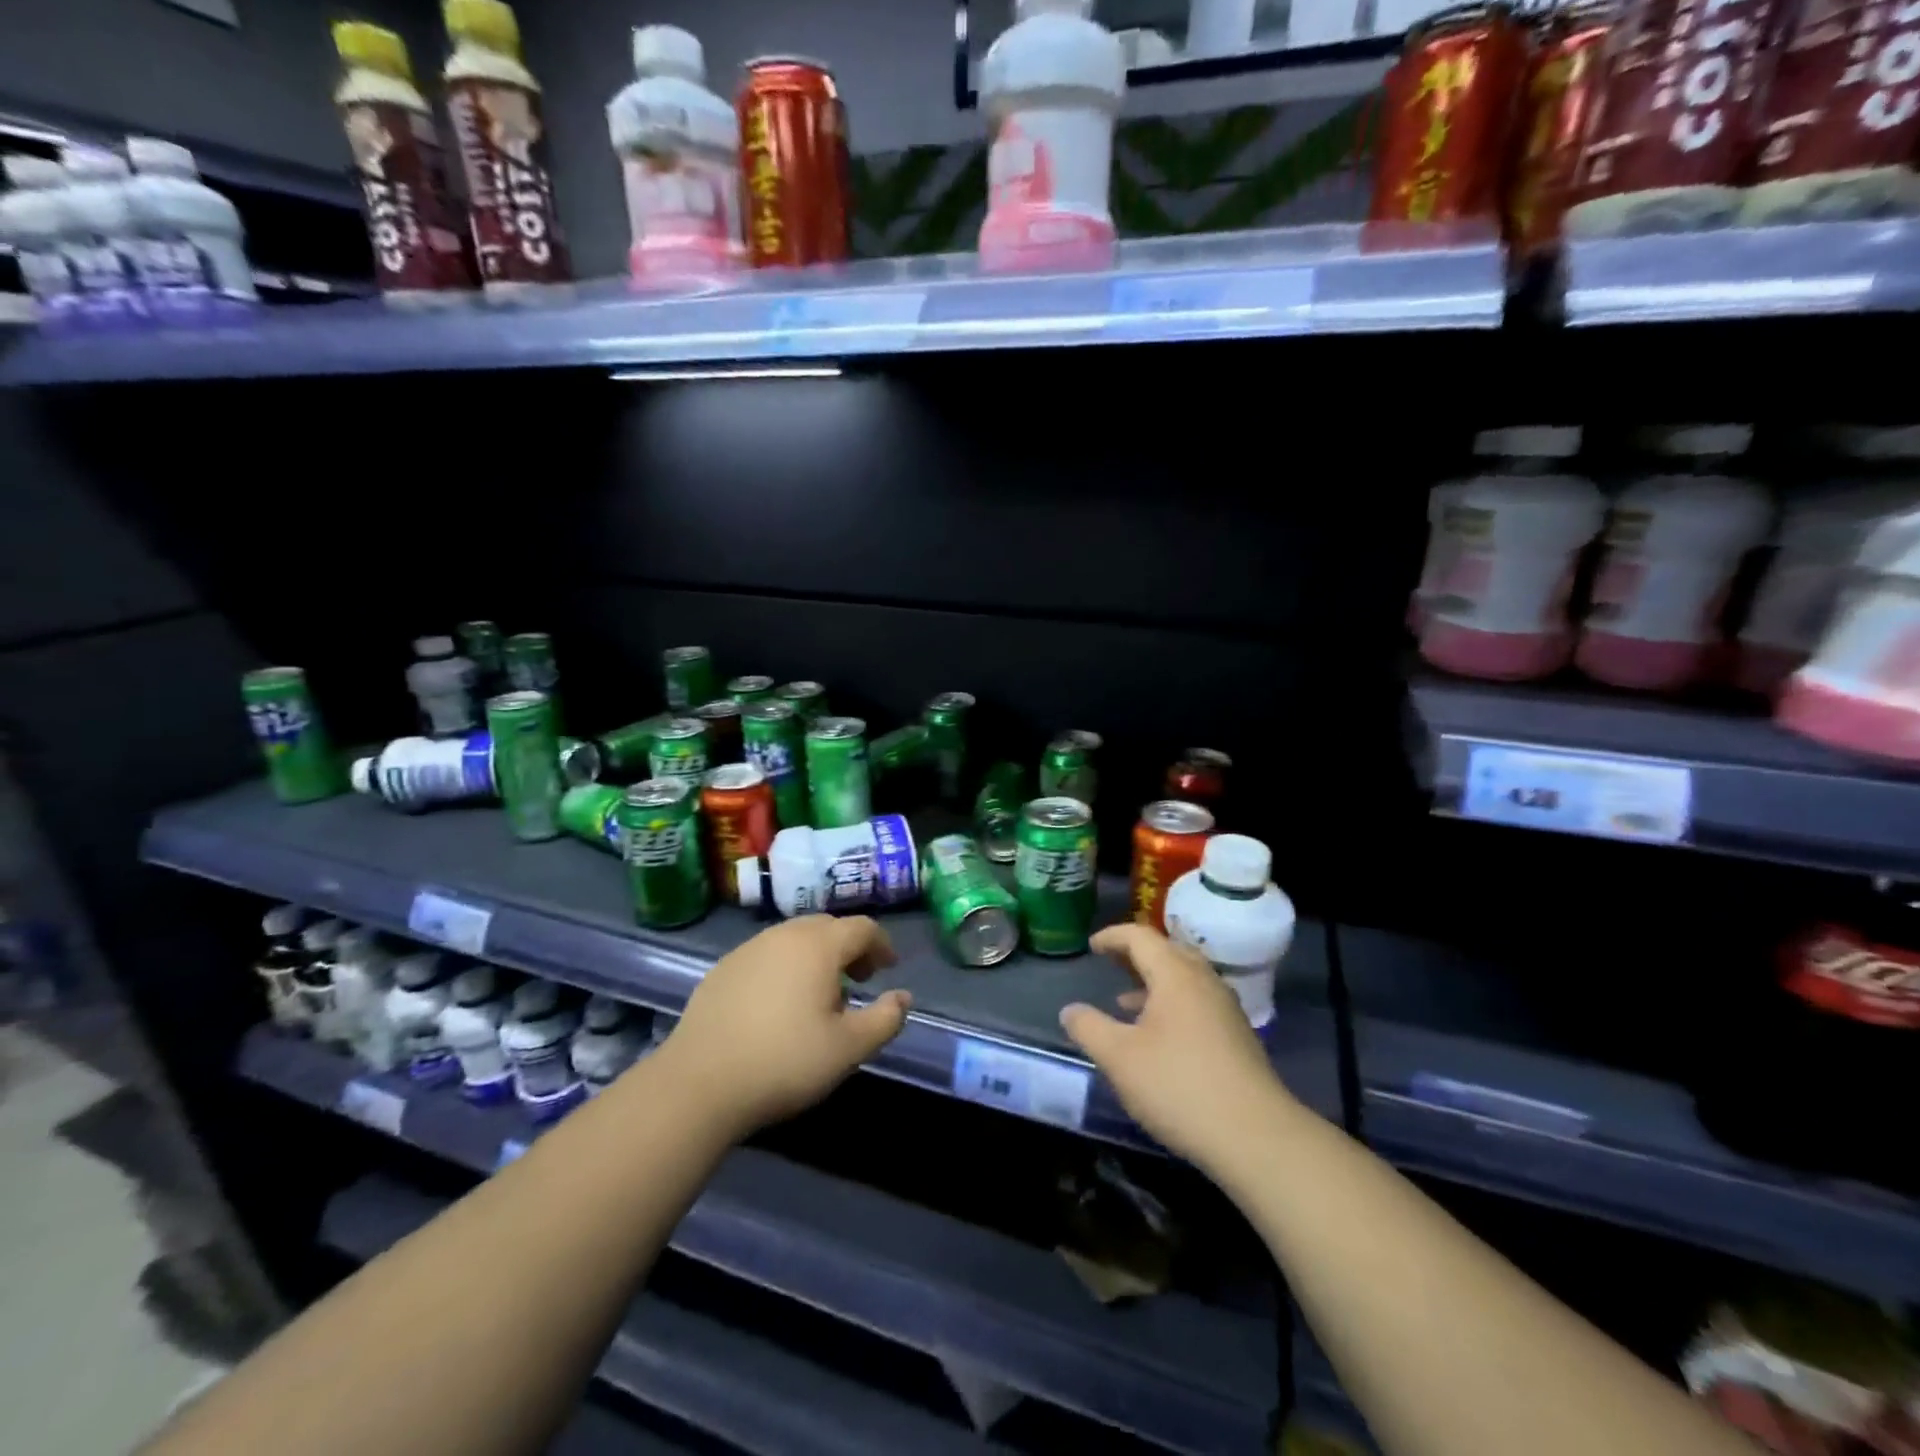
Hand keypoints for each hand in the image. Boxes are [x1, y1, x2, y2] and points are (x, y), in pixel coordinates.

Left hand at [660, 915, 911, 1138]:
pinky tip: (779, 1004)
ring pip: (794, 938)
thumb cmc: (785, 1062)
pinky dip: (785, 966)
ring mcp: (749, 949)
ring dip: (816, 956)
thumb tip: (903, 997)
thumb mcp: (848, 1049)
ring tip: (820, 995)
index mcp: (819, 945)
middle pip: (827, 927)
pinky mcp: (722, 968)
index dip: (881, 945)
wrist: (699, 1083)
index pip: (862, 928)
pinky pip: (767, 955)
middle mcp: (784, 935)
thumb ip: (885, 1019)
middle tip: (859, 980)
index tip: (888, 969)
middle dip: (849, 948)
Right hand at [1059, 923, 1291, 1173]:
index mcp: (1176, 975)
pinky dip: (1172, 1004)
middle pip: (1167, 952)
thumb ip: (1089, 1028)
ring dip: (1153, 982)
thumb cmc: (1178, 1086)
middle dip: (1135, 955)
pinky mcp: (1237, 1037)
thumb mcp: (1119, 1058)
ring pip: (1185, 979)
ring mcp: (1225, 1009)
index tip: (1092, 946)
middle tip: (1110, 963)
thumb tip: (1070, 1010)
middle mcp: (1204, 981)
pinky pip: (1197, 1002)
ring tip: (1125, 1002)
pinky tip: (1158, 1037)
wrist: (1256, 1137)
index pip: (1140, 937)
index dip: (1112, 937)